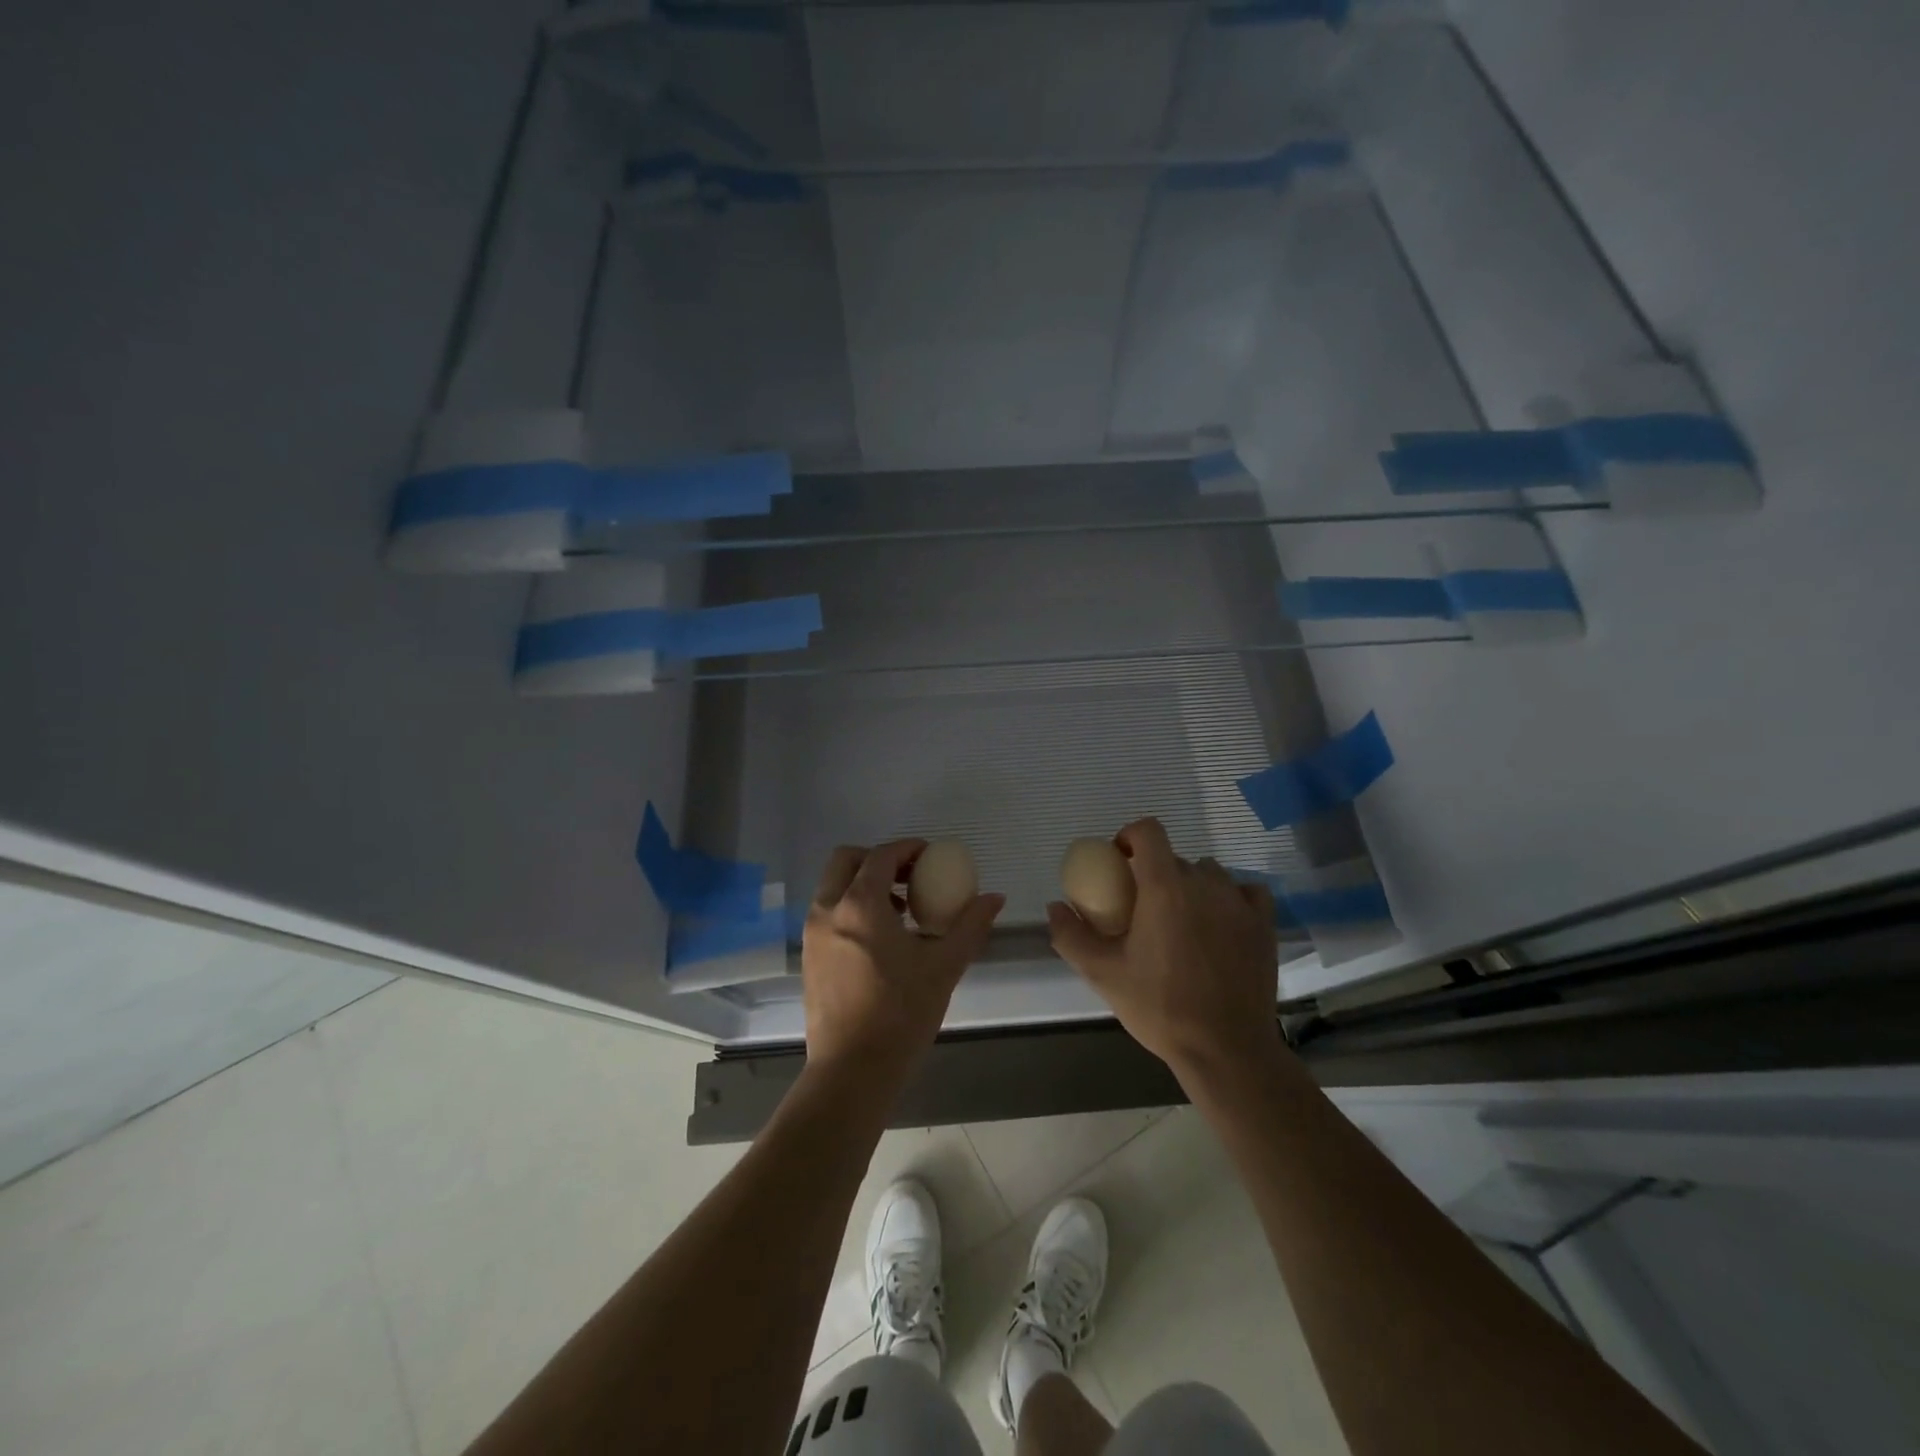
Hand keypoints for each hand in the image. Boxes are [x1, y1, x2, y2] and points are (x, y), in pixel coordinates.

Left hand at [802, 840, 1004, 1079]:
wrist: (852, 1071)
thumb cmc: (901, 1014)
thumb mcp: (944, 966)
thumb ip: (970, 925)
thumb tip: (995, 897)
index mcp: (859, 905)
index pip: (881, 855)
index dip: (907, 848)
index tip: (930, 855)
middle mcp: (828, 910)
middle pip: (846, 860)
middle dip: (877, 858)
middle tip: (910, 876)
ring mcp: (812, 934)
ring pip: (833, 887)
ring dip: (863, 883)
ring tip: (900, 910)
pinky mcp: (809, 957)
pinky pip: (828, 913)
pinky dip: (851, 907)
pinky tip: (881, 939)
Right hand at [1046, 818, 1285, 1082]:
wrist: (1226, 1050)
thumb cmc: (1160, 1007)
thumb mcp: (1103, 974)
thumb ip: (1072, 936)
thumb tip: (1055, 907)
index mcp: (1164, 887)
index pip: (1149, 831)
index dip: (1129, 836)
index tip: (1118, 863)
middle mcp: (1205, 883)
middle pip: (1174, 858)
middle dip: (1154, 873)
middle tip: (1142, 909)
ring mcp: (1239, 902)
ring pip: (1209, 874)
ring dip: (1191, 886)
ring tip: (1181, 921)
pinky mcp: (1264, 924)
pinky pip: (1245, 892)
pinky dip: (1230, 898)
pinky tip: (1220, 922)